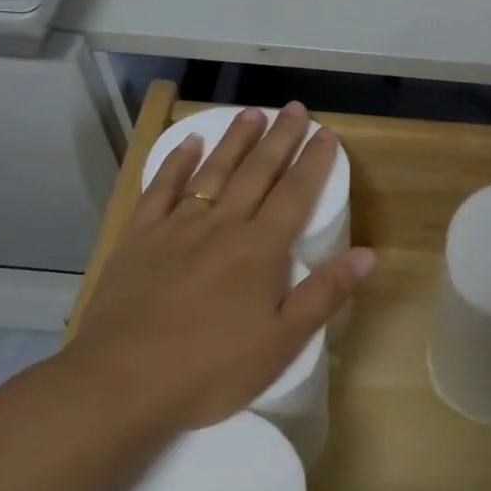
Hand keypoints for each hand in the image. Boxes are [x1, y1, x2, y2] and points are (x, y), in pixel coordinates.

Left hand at [59, 104, 374, 440]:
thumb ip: (324, 293)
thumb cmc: (211, 369)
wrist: (122, 381)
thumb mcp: (282, 341)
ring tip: (252, 114)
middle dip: (280, 139)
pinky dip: (177, 162)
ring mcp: (176, 228)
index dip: (314, 162)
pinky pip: (161, 189)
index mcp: (260, 249)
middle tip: (296, 109)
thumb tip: (368, 254)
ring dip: (235, 141)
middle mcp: (221, 225)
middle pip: (257, 172)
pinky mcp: (139, 238)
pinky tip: (189, 144)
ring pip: (213, 172)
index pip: (295, 193)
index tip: (327, 134)